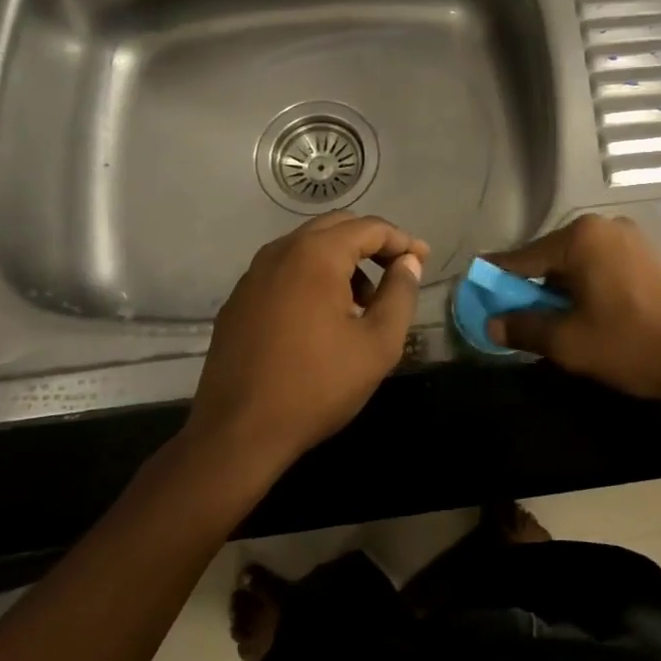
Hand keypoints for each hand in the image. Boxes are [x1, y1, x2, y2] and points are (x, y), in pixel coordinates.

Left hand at [187, 212, 427, 472]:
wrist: (237, 434)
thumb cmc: (317, 386)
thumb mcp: (378, 344)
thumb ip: (400, 294)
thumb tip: (408, 262)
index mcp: (316, 255)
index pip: (369, 227)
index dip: (401, 240)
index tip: (422, 260)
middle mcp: (281, 252)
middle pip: (336, 227)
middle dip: (372, 244)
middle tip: (398, 271)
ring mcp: (254, 274)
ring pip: (308, 247)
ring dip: (342, 260)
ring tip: (364, 301)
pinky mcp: (239, 299)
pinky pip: (285, 270)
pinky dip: (313, 276)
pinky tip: (323, 317)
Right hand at [486, 214, 660, 406]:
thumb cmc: (633, 343)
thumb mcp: (570, 342)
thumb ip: (525, 328)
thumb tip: (492, 323)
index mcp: (580, 238)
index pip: (522, 257)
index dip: (496, 279)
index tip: (475, 292)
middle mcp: (604, 227)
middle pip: (551, 257)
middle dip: (532, 289)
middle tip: (518, 320)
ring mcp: (632, 239)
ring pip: (578, 264)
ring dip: (561, 291)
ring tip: (555, 325)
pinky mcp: (650, 256)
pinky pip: (603, 267)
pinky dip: (587, 288)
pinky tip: (589, 316)